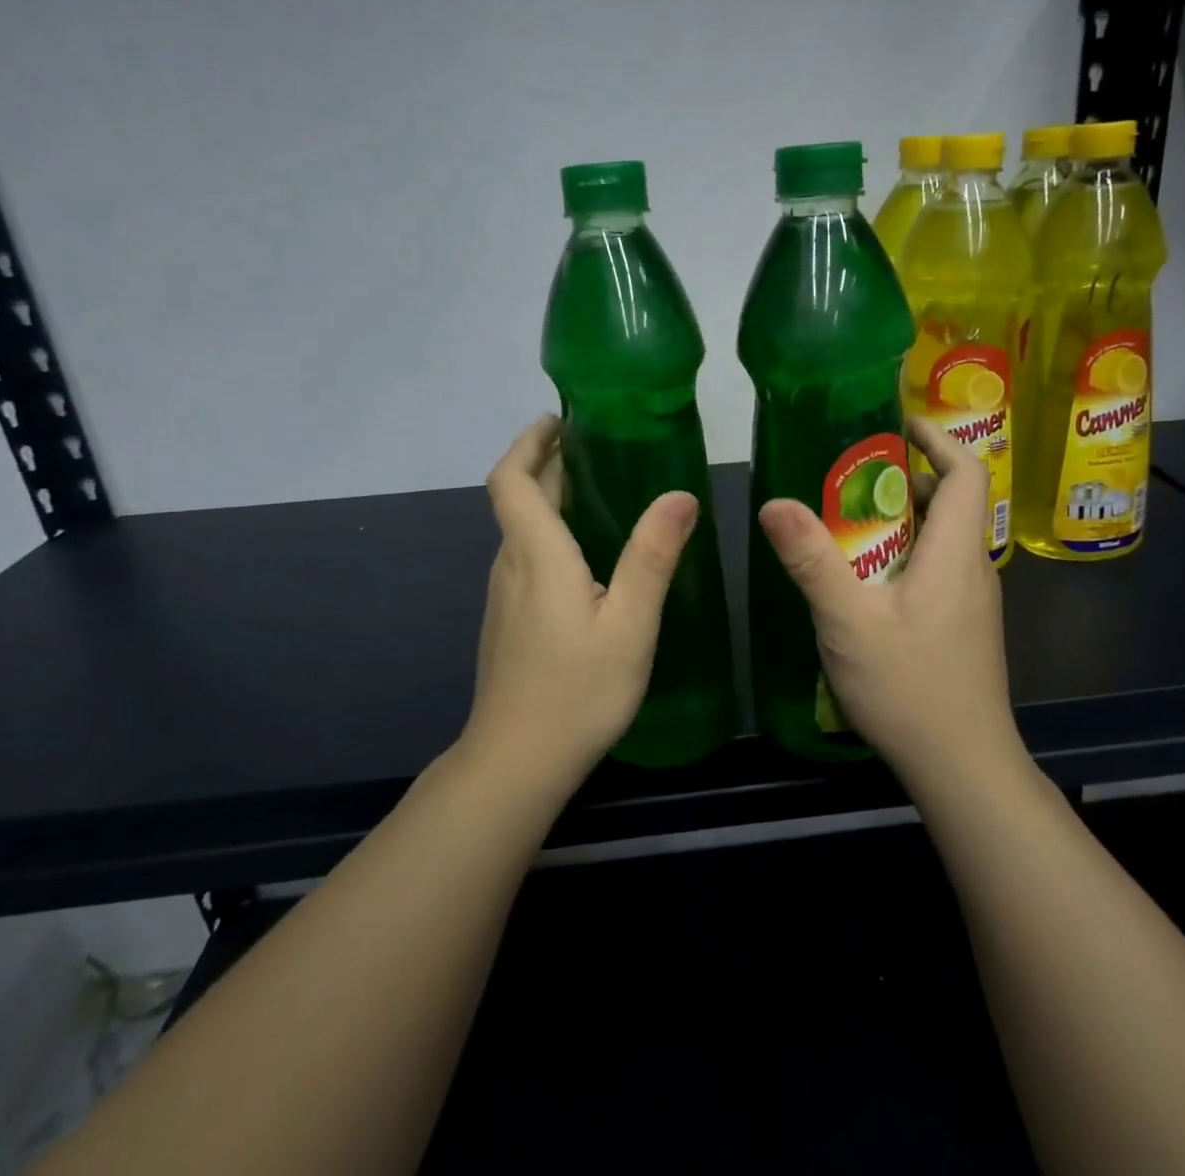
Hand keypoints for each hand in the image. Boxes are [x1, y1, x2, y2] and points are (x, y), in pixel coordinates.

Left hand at [466, 416, 699, 790]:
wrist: (515, 763)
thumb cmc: (577, 691)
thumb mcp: (629, 624)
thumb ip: (652, 557)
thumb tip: (680, 495)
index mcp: (537, 555)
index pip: (512, 479)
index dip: (529, 442)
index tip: (559, 420)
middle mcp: (511, 566)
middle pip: (518, 498)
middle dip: (548, 463)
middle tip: (595, 445)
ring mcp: (504, 596)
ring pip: (522, 530)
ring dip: (549, 498)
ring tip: (598, 489)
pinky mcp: (508, 621)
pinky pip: (526, 557)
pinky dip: (550, 533)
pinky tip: (587, 555)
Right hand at [756, 417, 1022, 786]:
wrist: (963, 768)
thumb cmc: (910, 688)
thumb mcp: (848, 621)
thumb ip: (812, 560)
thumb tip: (773, 503)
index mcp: (956, 552)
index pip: (967, 471)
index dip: (936, 439)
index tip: (894, 425)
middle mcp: (973, 568)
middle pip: (951, 500)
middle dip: (904, 477)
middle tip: (849, 476)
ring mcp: (972, 600)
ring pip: (942, 538)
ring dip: (901, 519)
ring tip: (847, 521)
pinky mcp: (963, 625)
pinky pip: (938, 568)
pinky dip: (904, 553)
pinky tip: (864, 580)